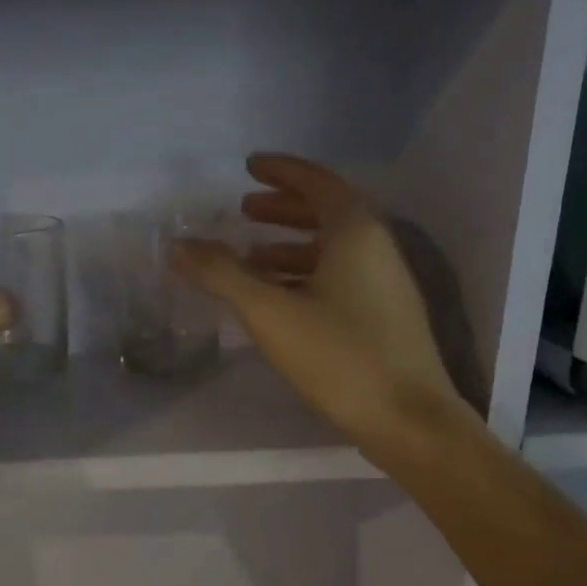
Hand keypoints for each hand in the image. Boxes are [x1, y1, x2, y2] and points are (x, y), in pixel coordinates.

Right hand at [172, 155, 460, 448]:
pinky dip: (304, 274)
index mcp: (355, 232)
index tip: (250, 167)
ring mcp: (384, 283)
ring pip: (331, 248)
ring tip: (250, 257)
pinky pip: (338, 276)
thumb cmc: (339, 356)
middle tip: (243, 210)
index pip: (317, 182)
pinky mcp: (382, 315)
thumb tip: (179, 245)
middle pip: (326, 212)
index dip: (281, 171)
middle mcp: (376, 248)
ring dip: (289, 245)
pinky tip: (279, 299)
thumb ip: (222, 275)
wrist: (408, 418)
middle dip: (282, 208)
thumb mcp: (270, 312)